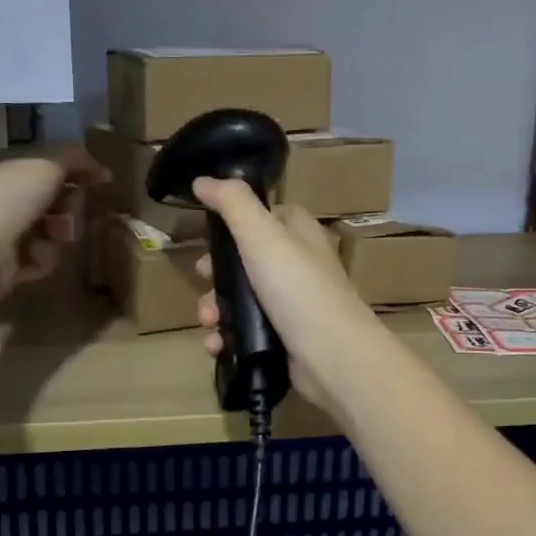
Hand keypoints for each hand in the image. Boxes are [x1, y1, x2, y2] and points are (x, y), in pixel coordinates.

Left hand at [0, 147, 106, 307]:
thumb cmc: (7, 197)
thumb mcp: (46, 165)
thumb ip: (75, 161)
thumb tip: (103, 171)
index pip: (40, 172)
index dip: (69, 175)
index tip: (92, 182)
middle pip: (48, 204)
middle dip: (67, 208)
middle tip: (70, 212)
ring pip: (47, 234)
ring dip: (58, 235)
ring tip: (56, 237)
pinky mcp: (5, 270)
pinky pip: (39, 260)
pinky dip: (43, 258)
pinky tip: (36, 257)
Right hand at [191, 177, 383, 415]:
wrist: (332, 356)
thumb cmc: (297, 288)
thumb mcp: (262, 235)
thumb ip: (232, 203)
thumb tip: (203, 180)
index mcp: (298, 232)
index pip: (264, 216)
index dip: (233, 223)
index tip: (209, 237)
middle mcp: (298, 264)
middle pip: (245, 260)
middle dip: (215, 274)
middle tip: (202, 281)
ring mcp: (293, 303)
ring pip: (242, 298)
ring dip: (216, 308)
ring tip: (208, 322)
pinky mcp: (286, 338)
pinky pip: (247, 330)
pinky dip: (227, 336)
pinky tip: (216, 344)